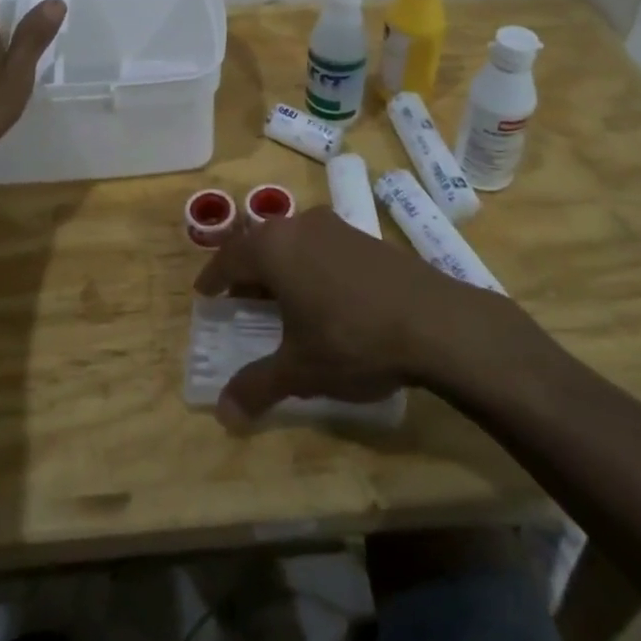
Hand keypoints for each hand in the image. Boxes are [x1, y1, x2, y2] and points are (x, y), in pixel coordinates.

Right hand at [193, 207, 521, 428]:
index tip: (205, 294)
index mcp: (274, 248)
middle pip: (261, 244)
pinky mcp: (368, 238)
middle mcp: (302, 226)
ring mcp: (338, 228)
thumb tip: (223, 413)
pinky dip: (310, 267)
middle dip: (247, 272)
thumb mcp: (300, 370)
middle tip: (240, 299)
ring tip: (281, 299)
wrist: (436, 322)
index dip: (214, 278)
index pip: (230, 257)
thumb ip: (258, 386)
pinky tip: (324, 297)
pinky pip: (323, 248)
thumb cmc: (352, 340)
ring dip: (281, 268)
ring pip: (294, 243)